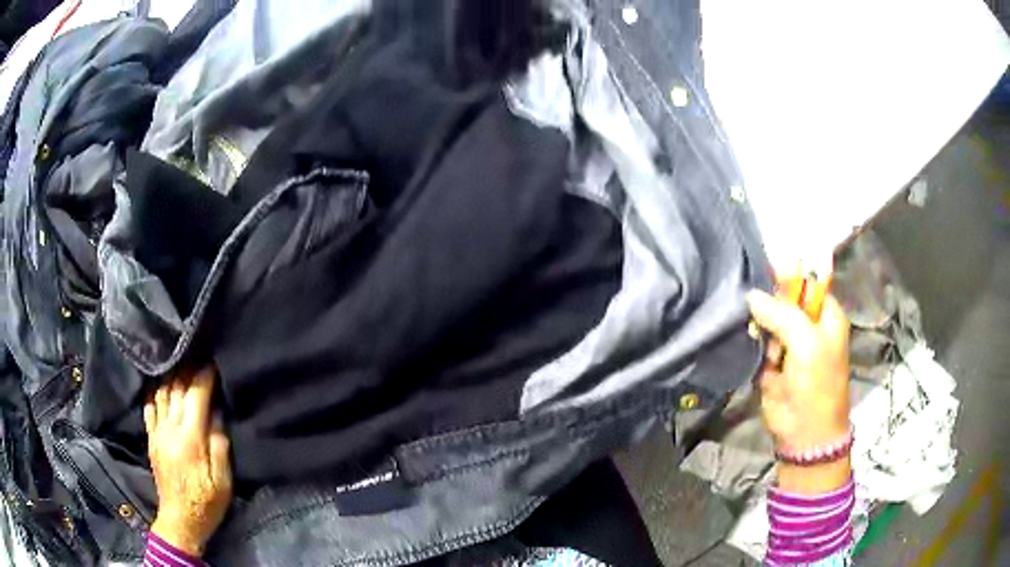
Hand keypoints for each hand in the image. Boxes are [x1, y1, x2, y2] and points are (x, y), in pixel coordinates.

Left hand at [145, 367, 231, 555]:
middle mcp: (170, 428)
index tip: (214, 362)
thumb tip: (218, 413)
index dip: (205, 375)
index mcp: (190, 438)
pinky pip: (150, 406)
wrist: (180, 520)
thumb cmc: (206, 502)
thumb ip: (220, 445)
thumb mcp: (223, 481)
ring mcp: (157, 432)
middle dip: (189, 369)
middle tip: (200, 358)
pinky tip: (162, 384)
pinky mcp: (151, 438)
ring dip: (172, 375)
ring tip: (183, 366)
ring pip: (161, 392)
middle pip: (177, 388)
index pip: (196, 395)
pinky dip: (156, 390)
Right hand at [748, 287, 850, 493]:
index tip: (762, 273)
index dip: (787, 275)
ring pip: (767, 319)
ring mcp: (789, 343)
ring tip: (759, 338)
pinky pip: (759, 341)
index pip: (806, 281)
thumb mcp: (806, 344)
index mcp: (826, 314)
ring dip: (759, 325)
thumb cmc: (817, 385)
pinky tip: (749, 344)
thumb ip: (782, 314)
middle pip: (783, 298)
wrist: (804, 433)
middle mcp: (808, 324)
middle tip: (757, 311)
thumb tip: (752, 295)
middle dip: (768, 302)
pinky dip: (753, 342)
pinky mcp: (772, 361)